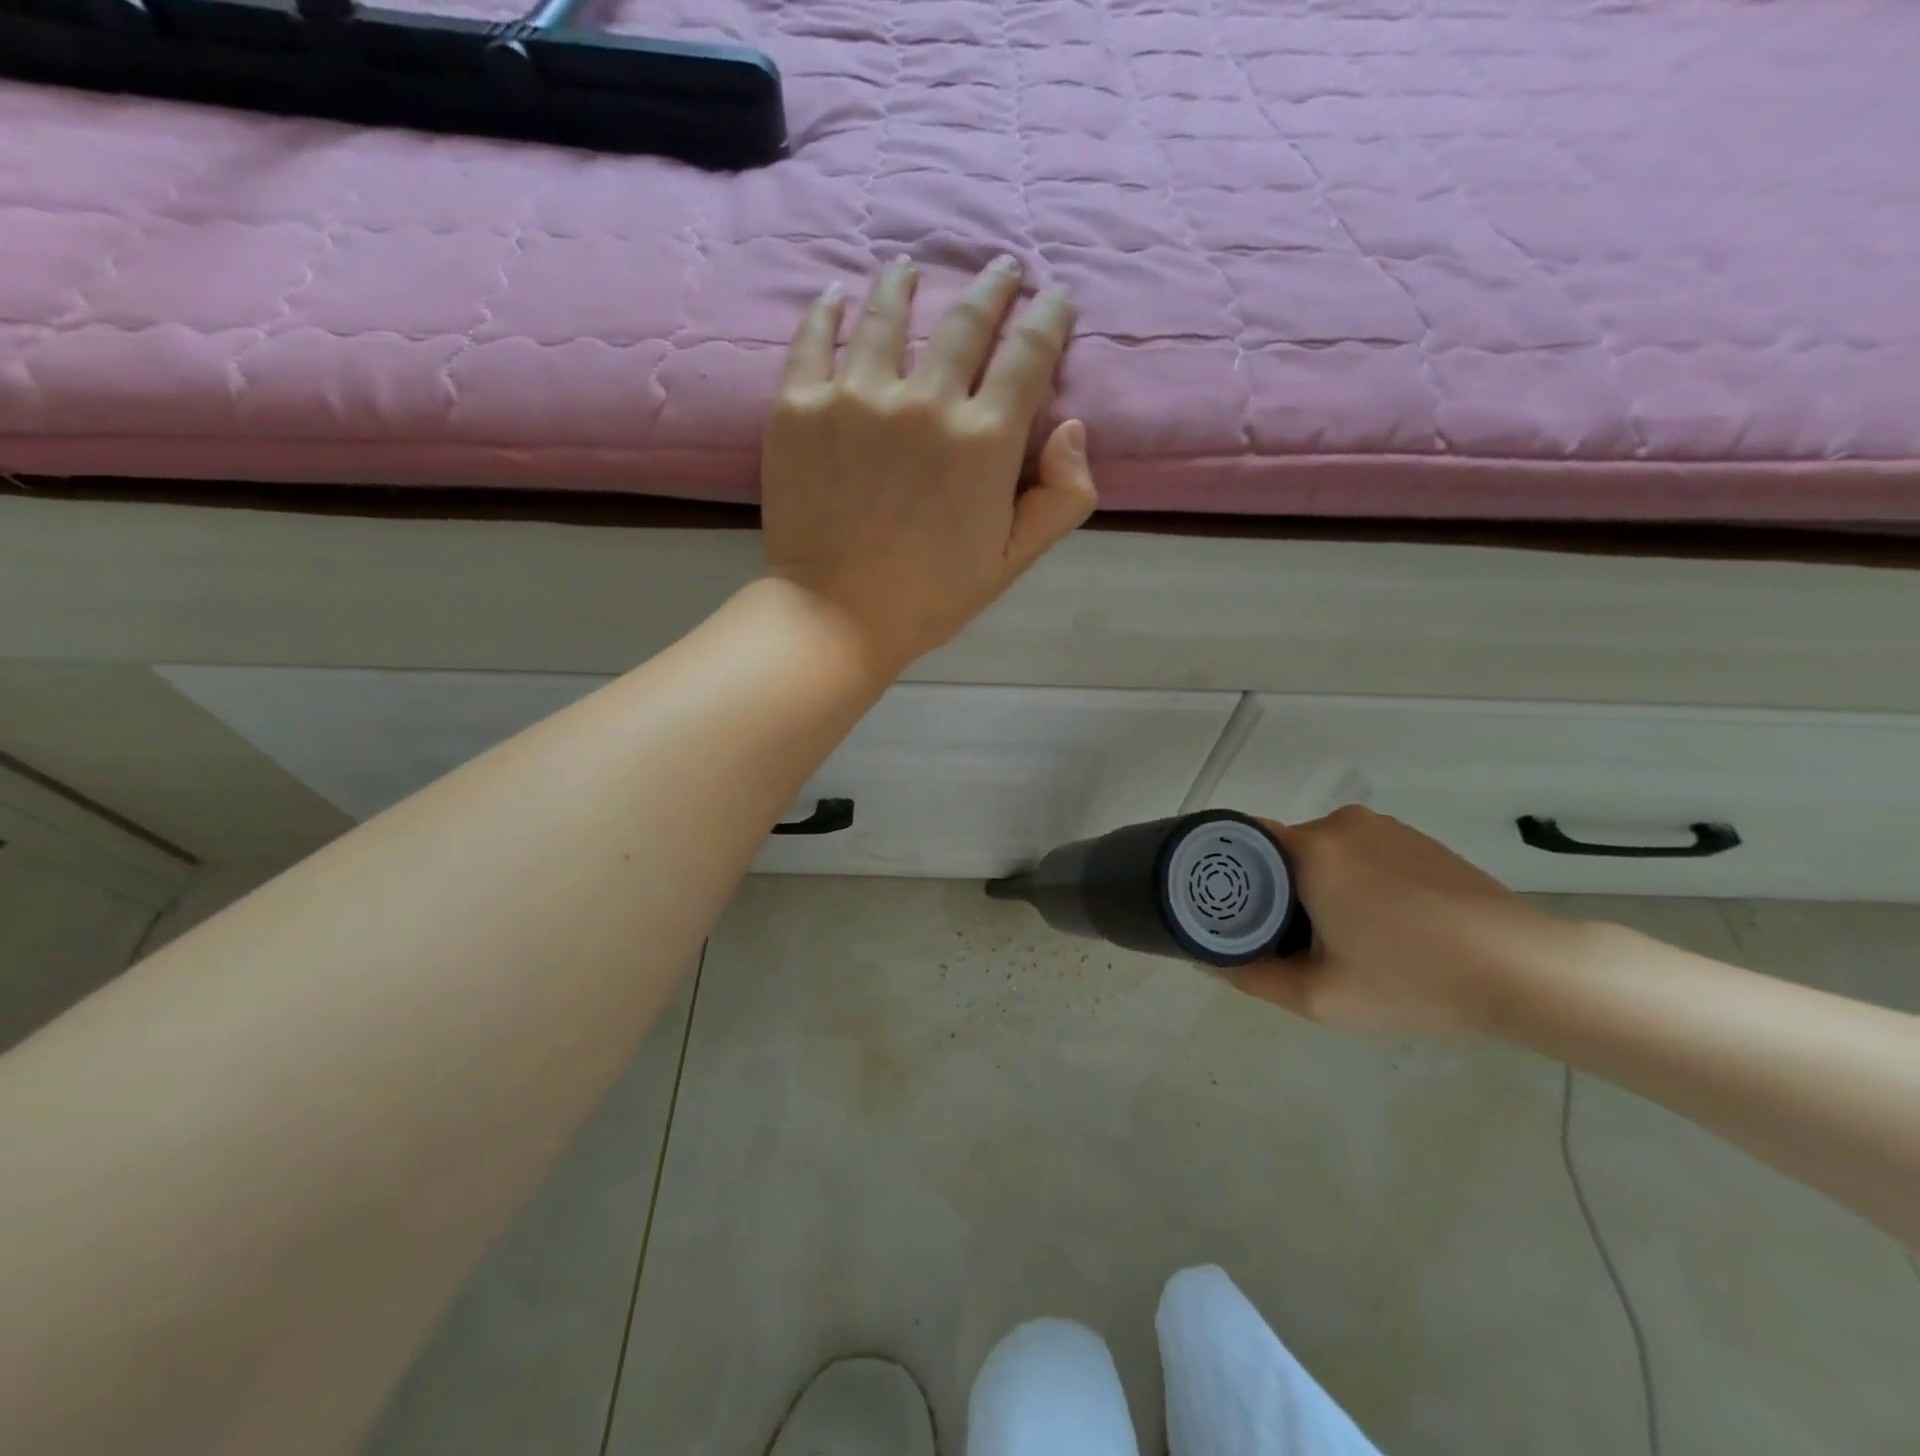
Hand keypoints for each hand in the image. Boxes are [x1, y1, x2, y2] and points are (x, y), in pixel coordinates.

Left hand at [760, 255, 1097, 673]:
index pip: (1028, 354)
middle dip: (992, 287)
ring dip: (905, 283)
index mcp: (983, 440)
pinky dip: (827, 310)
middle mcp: (923, 402)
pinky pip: (814, 338)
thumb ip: (1061, 498)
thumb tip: (1072, 427)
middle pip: (966, 321)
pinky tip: (836, 295)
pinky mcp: (799, 405)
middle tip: (1000, 268)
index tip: (1053, 299)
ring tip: (910, 268)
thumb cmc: (931, 596)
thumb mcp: (1013, 560)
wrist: (836, 616)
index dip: (1048, 318)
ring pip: (886, 314)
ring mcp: (855, 397)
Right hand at [1231, 807, 1592, 1035]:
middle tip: (1287, 939)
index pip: (1241, 843)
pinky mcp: (1415, 837)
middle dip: (1274, 890)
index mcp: (1310, 849)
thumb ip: (1252, 977)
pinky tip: (1380, 922)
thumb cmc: (1414, 980)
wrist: (1526, 970)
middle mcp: (1340, 823)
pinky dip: (1351, 879)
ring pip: (1320, 852)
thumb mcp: (1320, 996)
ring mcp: (1382, 826)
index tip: (1230, 913)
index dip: (1227, 876)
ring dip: (1315, 885)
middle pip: (1280, 850)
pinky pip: (1358, 851)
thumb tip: (1208, 961)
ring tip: (1339, 936)